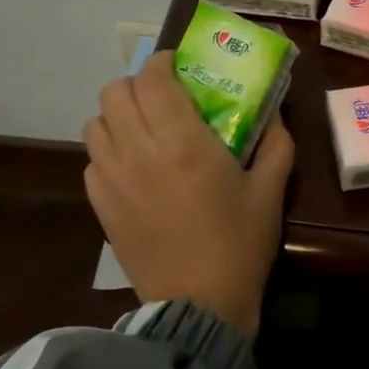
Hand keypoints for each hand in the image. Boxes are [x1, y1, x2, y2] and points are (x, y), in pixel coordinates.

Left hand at [82, 52, 294, 336]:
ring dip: (119, 116)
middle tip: (164, 99)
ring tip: (145, 131)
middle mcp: (138, 151)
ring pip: (95, 123)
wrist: (199, 305)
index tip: (179, 68)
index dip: (162, 63)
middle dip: (138, 85)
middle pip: (114, 92)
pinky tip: (133, 168)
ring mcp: (112, 180)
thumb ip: (276, 144)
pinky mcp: (100, 206)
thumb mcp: (271, 190)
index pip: (152, 78)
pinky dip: (109, 151)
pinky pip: (92, 160)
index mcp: (182, 141)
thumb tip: (274, 114)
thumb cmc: (239, 244)